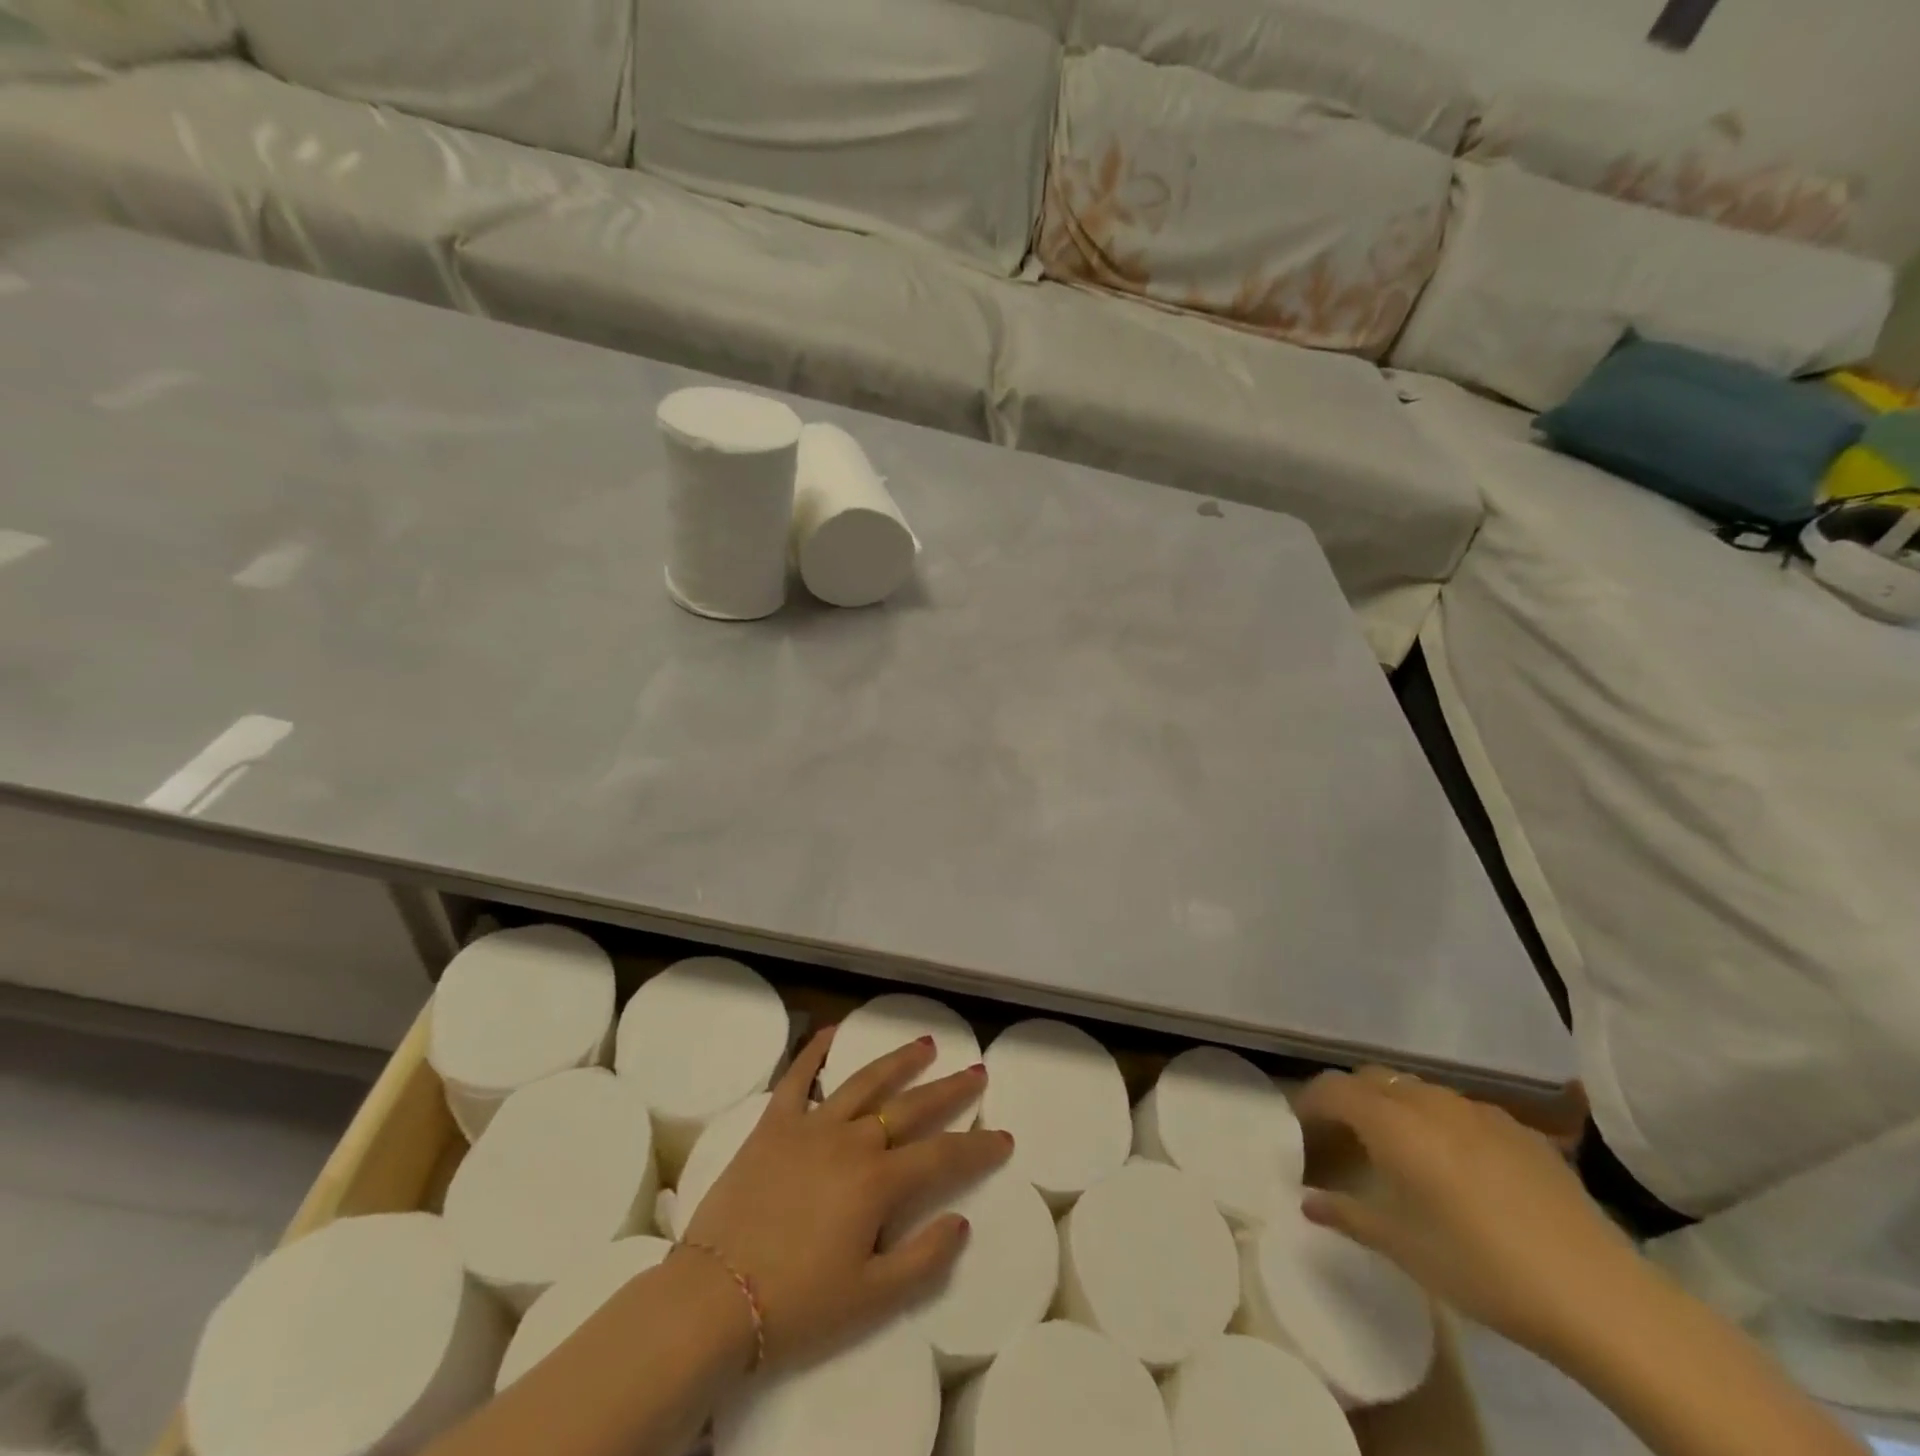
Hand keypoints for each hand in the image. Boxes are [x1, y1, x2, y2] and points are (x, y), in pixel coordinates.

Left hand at [682, 1027, 1010, 1369]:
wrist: (713, 1298)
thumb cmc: (796, 1305)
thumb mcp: (870, 1299)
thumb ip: (923, 1259)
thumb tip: (961, 1221)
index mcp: (877, 1183)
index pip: (942, 1156)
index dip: (977, 1148)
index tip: (1004, 1137)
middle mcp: (851, 1141)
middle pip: (909, 1107)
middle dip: (948, 1090)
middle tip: (976, 1072)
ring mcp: (810, 1126)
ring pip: (864, 1082)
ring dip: (898, 1061)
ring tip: (925, 1043)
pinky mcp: (773, 1124)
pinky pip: (797, 1077)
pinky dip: (815, 1051)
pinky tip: (832, 1031)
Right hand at [1294, 1067, 1641, 1359]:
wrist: (1598, 1295)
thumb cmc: (1481, 1268)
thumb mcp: (1401, 1247)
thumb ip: (1347, 1214)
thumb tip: (1308, 1201)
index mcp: (1394, 1123)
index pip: (1333, 1088)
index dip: (1310, 1101)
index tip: (1300, 1127)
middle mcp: (1431, 1102)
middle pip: (1373, 1078)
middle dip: (1351, 1098)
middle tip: (1345, 1137)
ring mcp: (1480, 1112)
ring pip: (1418, 1089)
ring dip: (1396, 1107)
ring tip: (1400, 1150)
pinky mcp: (1521, 1131)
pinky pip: (1461, 1110)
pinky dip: (1441, 1122)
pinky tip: (1459, 1166)